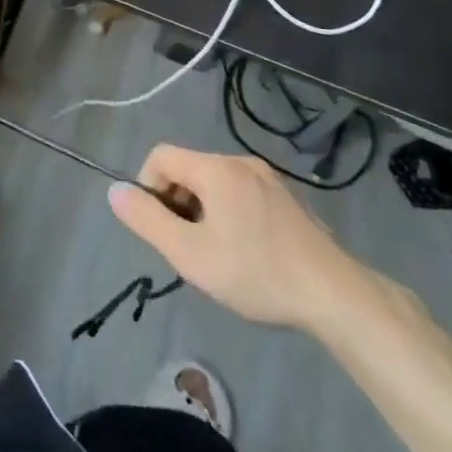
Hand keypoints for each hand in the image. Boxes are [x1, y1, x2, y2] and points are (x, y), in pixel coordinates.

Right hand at [108, 144, 366, 330]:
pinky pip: (242, 193)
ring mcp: (268, 178)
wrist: (336, 295)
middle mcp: (240, 161)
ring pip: (216, 183)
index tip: (161, 228)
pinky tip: (249, 253)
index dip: (149, 187)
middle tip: (189, 249)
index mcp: (215, 168)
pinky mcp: (288, 197)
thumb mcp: (191, 255)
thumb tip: (116, 192)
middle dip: (178, 203)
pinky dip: (231, 213)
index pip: (161, 156)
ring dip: (204, 211)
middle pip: (189, 169)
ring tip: (219, 255)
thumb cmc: (257, 273)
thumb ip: (148, 221)